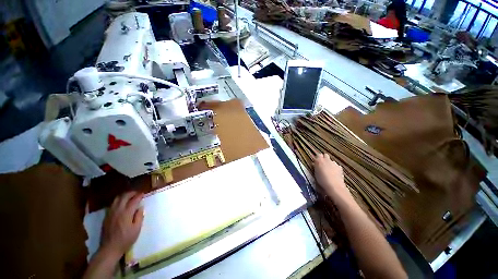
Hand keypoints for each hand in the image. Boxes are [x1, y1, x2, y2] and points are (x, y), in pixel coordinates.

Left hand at [100, 191, 144, 258]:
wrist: (109, 248)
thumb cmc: (126, 239)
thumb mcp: (137, 229)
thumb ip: (139, 216)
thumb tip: (140, 207)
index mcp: (126, 213)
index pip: (134, 200)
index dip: (139, 196)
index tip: (143, 194)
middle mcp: (117, 211)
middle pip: (124, 197)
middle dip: (131, 193)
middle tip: (137, 193)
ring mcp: (110, 213)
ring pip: (116, 199)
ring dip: (124, 196)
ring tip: (129, 197)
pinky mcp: (106, 217)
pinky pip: (112, 205)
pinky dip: (118, 201)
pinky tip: (121, 204)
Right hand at [313, 154, 352, 202]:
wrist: (334, 186)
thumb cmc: (322, 180)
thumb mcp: (315, 173)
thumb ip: (315, 167)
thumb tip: (315, 164)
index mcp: (319, 160)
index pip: (318, 155)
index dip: (318, 158)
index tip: (316, 162)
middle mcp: (327, 160)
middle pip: (325, 155)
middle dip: (324, 158)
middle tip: (322, 165)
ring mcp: (334, 163)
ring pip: (331, 161)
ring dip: (330, 164)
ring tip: (329, 171)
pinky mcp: (340, 168)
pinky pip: (336, 166)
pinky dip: (335, 168)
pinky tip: (334, 174)